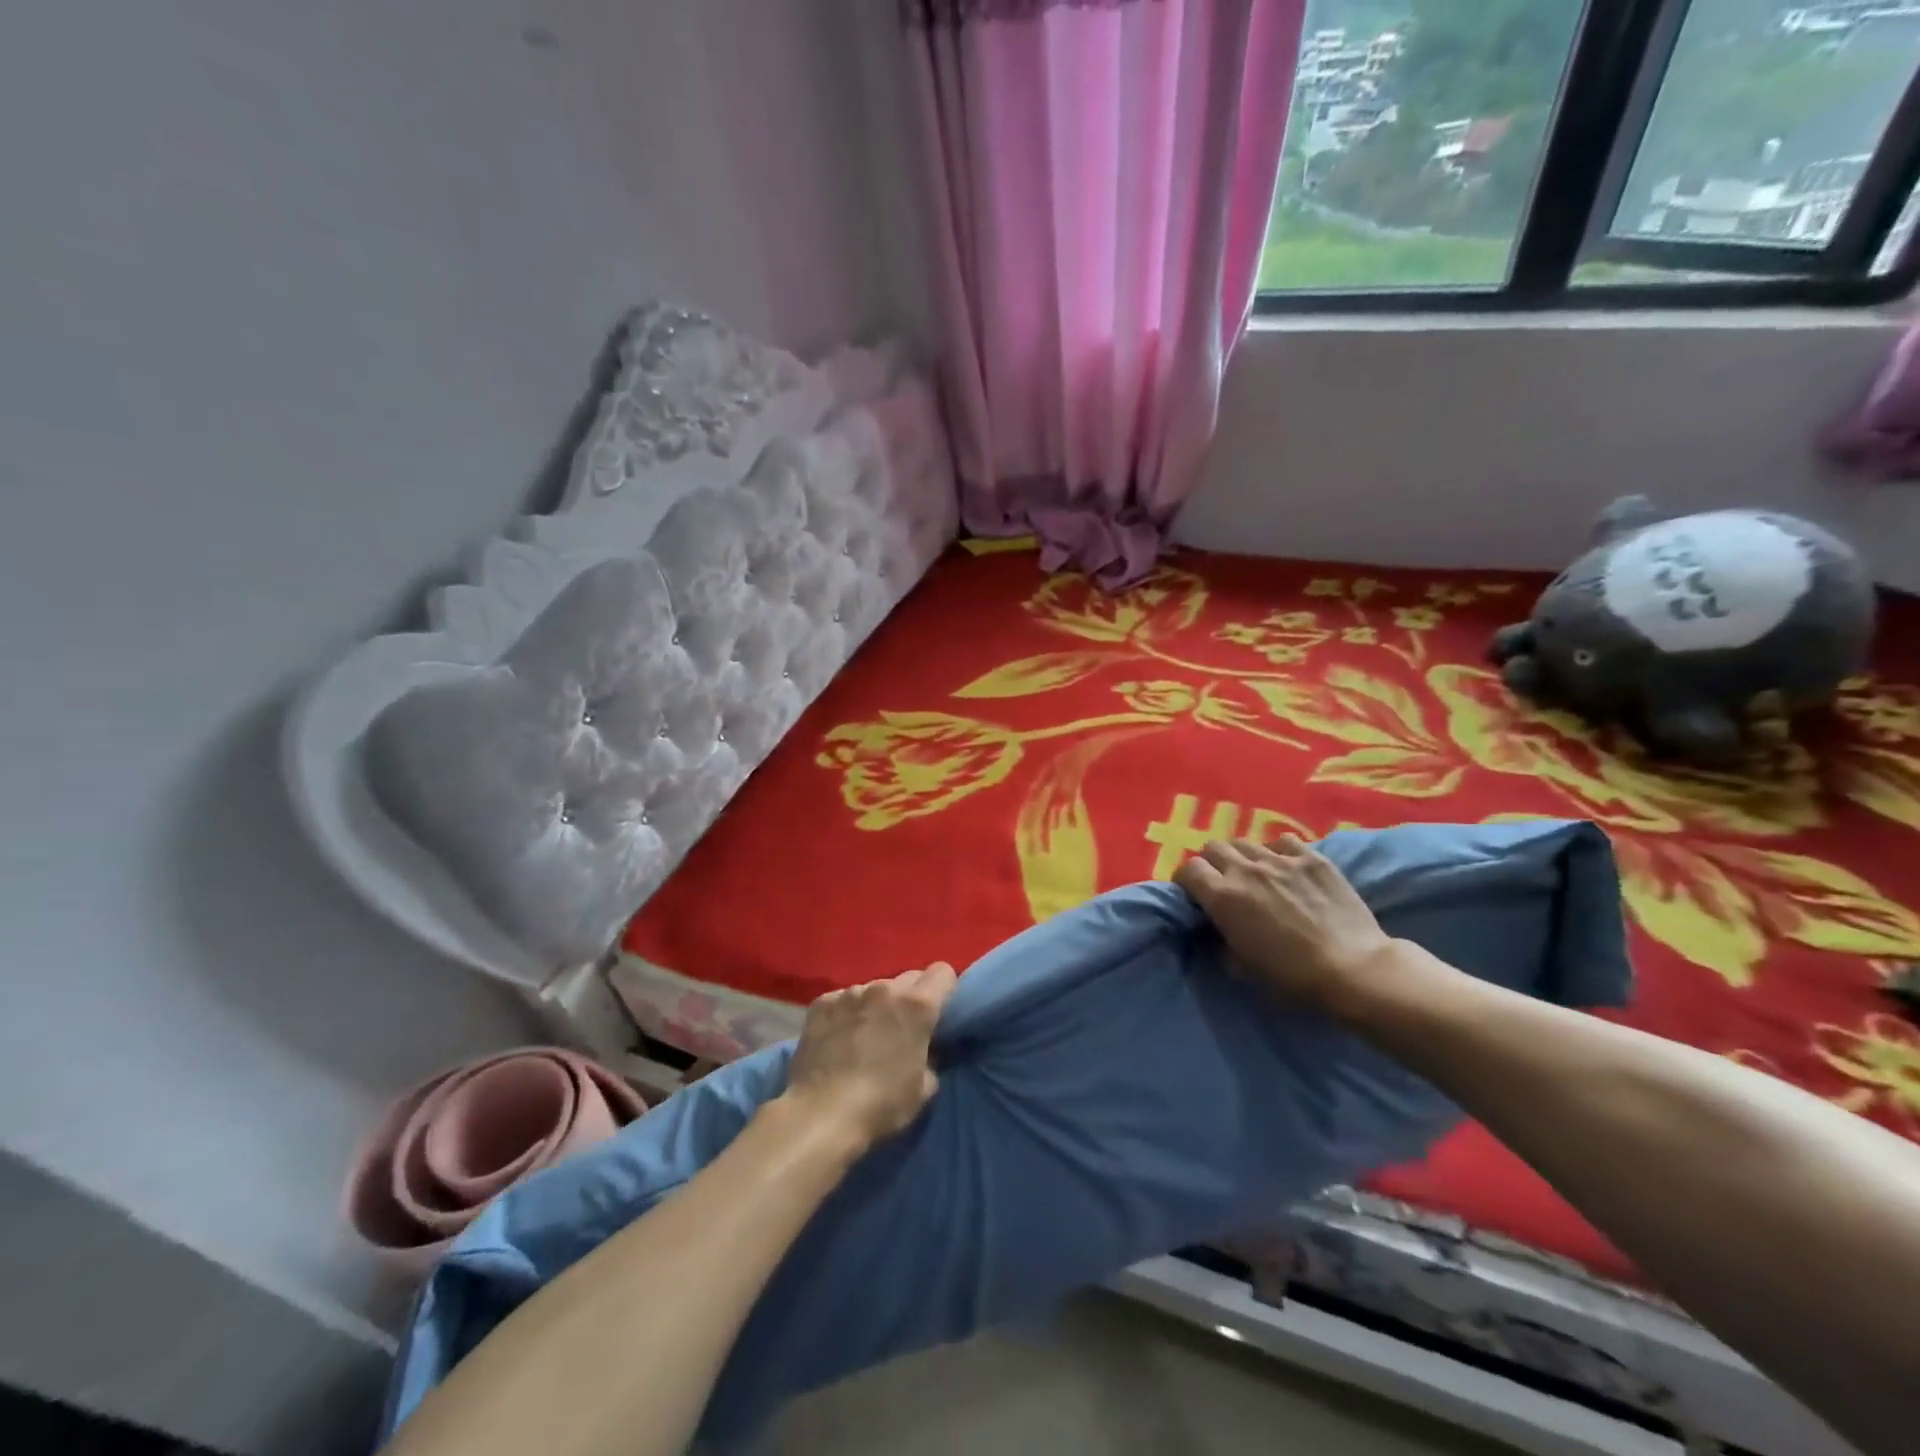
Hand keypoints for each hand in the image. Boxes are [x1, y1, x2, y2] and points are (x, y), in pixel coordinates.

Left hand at [781, 964, 957, 1150]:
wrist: (821, 1114)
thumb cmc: (881, 1104)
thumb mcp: (924, 1088)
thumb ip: (932, 1056)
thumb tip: (925, 1048)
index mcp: (916, 1005)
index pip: (943, 972)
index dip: (945, 990)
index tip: (939, 1013)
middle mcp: (884, 988)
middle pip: (909, 978)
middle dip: (911, 998)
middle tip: (903, 1029)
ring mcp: (850, 992)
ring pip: (874, 989)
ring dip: (877, 1005)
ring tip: (865, 1036)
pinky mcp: (822, 1003)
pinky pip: (844, 999)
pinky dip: (847, 1013)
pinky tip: (839, 1039)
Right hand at [1173, 838, 1394, 1018]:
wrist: (1353, 969)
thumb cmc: (1292, 977)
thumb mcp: (1243, 967)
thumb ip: (1223, 940)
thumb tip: (1220, 929)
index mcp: (1222, 897)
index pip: (1188, 869)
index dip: (1187, 880)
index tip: (1194, 893)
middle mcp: (1245, 870)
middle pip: (1213, 848)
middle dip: (1212, 863)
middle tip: (1222, 881)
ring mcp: (1280, 859)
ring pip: (1246, 842)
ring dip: (1243, 856)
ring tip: (1255, 873)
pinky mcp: (1312, 858)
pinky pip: (1283, 841)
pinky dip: (1277, 851)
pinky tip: (1286, 867)